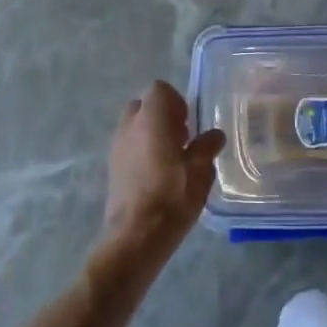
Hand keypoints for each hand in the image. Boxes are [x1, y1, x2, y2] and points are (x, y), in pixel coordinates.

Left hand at [100, 81, 224, 262]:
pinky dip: (142, 151)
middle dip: (163, 116)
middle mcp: (130, 124)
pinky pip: (128, 146)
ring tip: (172, 160)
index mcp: (151, 117)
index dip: (177, 101)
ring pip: (135, 126)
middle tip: (182, 138)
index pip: (160, 89)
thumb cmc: (172, 196)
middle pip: (145, 105)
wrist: (135, 237)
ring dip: (152, 134)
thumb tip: (215, 135)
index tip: (189, 124)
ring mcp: (117, 145)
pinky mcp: (111, 167)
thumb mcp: (200, 171)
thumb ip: (207, 147)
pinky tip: (157, 176)